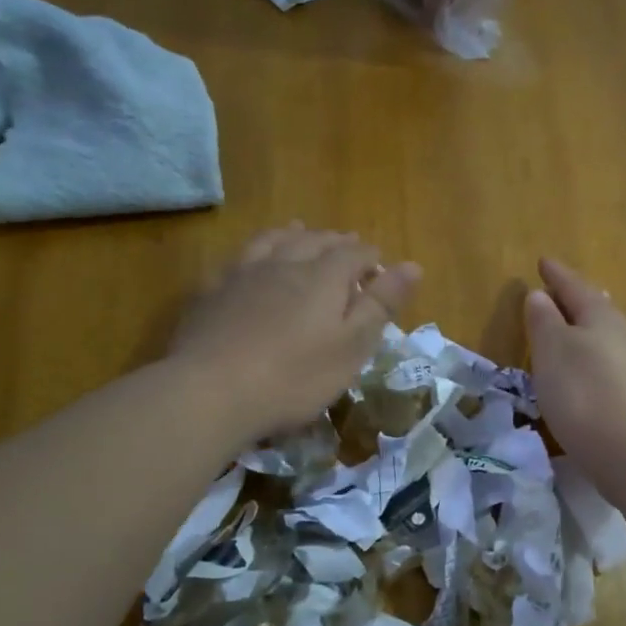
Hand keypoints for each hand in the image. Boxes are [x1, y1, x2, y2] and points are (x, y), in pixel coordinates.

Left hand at [170, 225, 420, 441]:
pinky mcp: (211, 291)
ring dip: (293, 235)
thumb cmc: (294, 377)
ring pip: (273, 240)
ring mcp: (243, 273)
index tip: (380, 269)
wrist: (211, 392)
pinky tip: (251, 262)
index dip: (371, 258)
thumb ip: (381, 304)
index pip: (355, 253)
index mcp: (323, 276)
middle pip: (314, 240)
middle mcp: (284, 262)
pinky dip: (255, 252)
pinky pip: (238, 258)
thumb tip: (414, 265)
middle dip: (336, 242)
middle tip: (347, 248)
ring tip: (301, 233)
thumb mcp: (351, 347)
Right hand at [525, 258, 625, 477]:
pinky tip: (593, 374)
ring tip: (575, 331)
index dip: (557, 275)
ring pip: (611, 338)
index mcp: (602, 318)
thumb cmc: (584, 395)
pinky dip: (599, 360)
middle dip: (579, 300)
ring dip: (590, 330)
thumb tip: (540, 295)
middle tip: (563, 291)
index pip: (575, 287)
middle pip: (599, 310)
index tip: (543, 262)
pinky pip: (615, 365)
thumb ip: (544, 322)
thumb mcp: (552, 353)